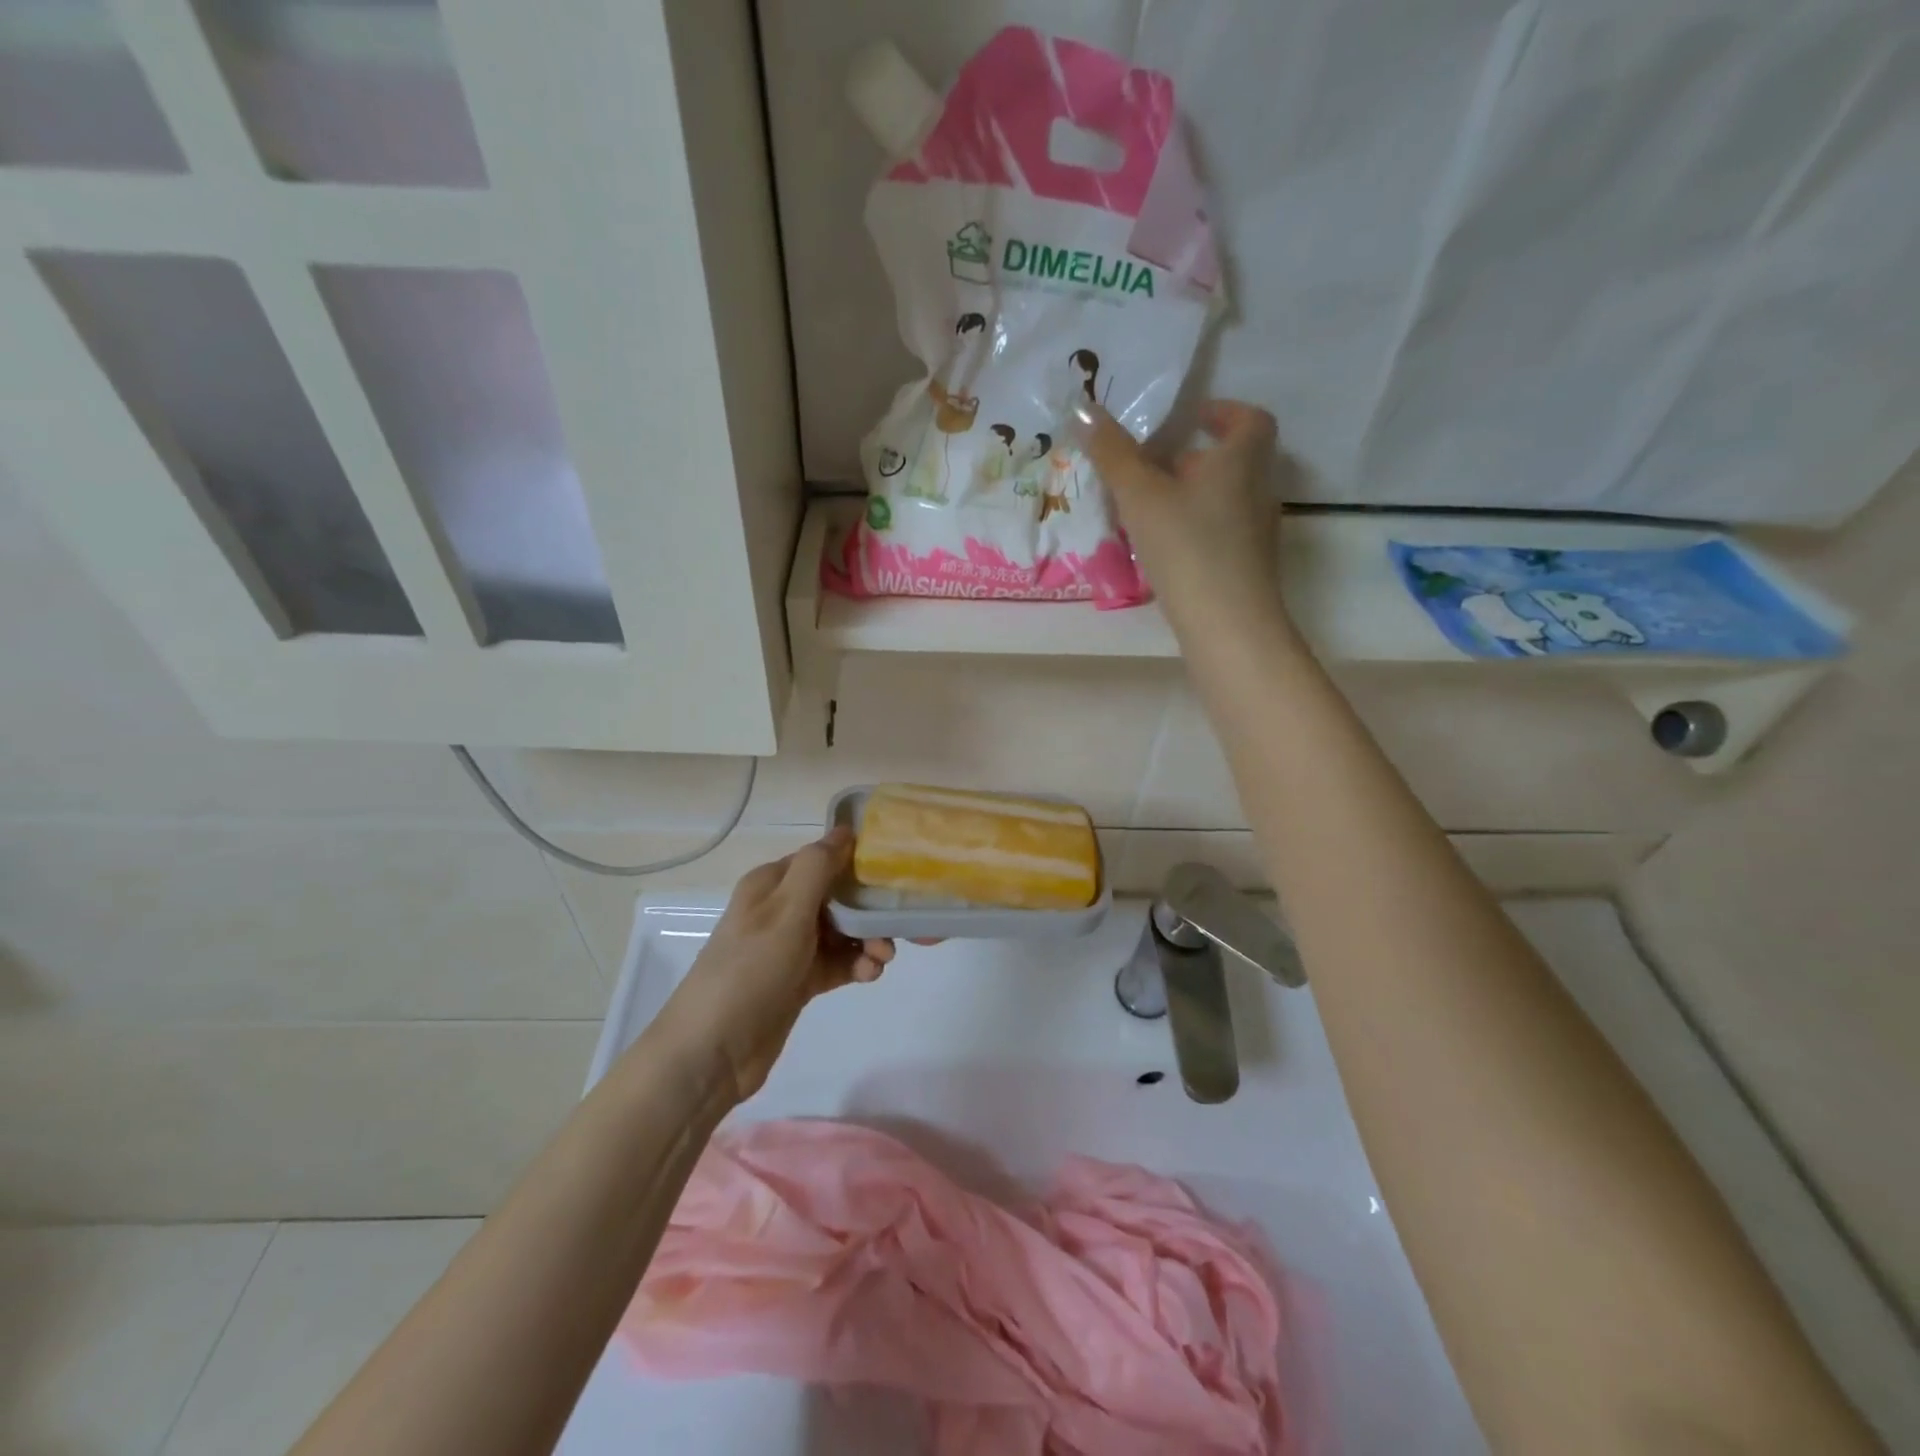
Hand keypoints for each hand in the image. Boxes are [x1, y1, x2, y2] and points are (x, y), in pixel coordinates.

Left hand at [656, 827, 893, 1102]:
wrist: (712, 1052)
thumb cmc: (750, 970)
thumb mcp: (786, 911)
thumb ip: (818, 868)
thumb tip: (846, 829)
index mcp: (773, 883)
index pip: (824, 859)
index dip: (859, 863)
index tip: (896, 874)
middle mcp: (782, 909)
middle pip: (839, 896)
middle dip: (871, 909)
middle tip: (896, 927)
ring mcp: (790, 946)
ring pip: (843, 931)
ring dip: (868, 939)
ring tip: (882, 960)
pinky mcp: (799, 980)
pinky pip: (838, 962)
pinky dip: (856, 965)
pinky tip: (868, 976)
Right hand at [1075, 398, 1291, 634]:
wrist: (1228, 625)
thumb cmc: (1188, 547)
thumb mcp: (1141, 495)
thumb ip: (1112, 454)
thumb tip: (1082, 407)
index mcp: (1241, 461)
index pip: (1250, 420)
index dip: (1223, 412)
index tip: (1189, 418)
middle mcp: (1258, 491)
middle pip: (1232, 461)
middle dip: (1192, 459)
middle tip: (1151, 467)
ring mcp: (1256, 533)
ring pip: (1223, 500)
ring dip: (1190, 497)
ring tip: (1147, 511)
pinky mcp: (1246, 568)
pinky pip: (1219, 533)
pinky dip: (1193, 530)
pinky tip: (1162, 551)